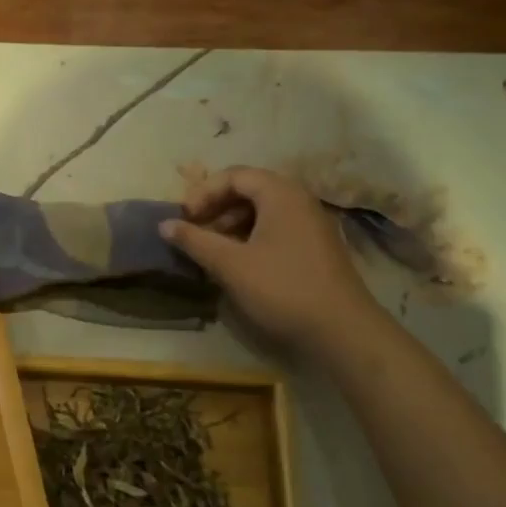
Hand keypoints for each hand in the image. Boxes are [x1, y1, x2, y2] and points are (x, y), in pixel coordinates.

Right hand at [162, 166, 379, 350]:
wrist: (341, 331)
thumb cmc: (281, 288)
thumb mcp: (230, 264)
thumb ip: (195, 240)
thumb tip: (164, 225)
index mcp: (281, 194)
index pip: (234, 175)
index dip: (203, 193)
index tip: (184, 219)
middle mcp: (299, 200)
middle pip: (249, 190)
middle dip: (215, 208)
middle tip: (194, 233)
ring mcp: (310, 225)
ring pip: (261, 211)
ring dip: (230, 225)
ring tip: (211, 250)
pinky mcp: (314, 248)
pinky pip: (275, 229)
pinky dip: (249, 238)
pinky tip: (236, 263)